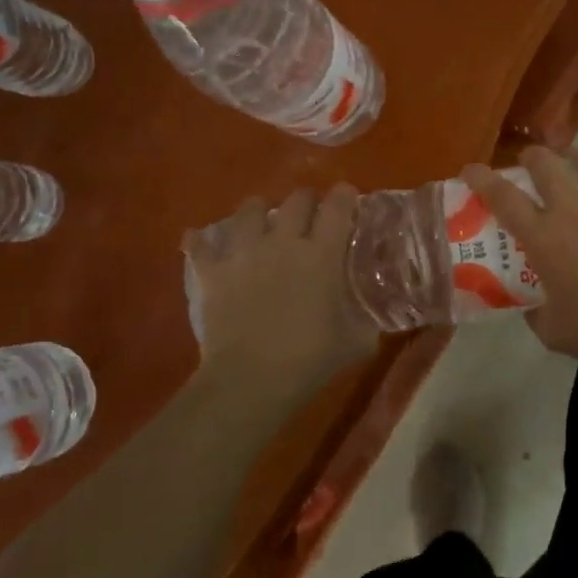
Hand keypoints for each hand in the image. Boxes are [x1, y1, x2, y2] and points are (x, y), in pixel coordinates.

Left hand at [185, 183, 377, 396]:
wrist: (250, 381)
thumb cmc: (309, 360)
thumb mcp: (357, 340)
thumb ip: (368, 317)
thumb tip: (376, 311)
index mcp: (322, 253)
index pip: (338, 206)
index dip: (345, 196)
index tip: (348, 199)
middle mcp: (283, 241)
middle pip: (297, 199)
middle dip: (307, 202)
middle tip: (311, 216)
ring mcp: (244, 253)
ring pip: (250, 209)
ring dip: (259, 212)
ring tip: (262, 223)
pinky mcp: (213, 271)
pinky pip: (201, 245)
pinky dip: (202, 241)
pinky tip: (201, 240)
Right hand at [461, 146, 577, 366]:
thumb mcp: (551, 329)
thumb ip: (535, 311)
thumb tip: (531, 307)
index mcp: (542, 236)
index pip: (502, 196)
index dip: (482, 178)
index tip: (471, 170)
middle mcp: (572, 210)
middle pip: (546, 163)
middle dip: (532, 156)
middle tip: (529, 162)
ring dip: (577, 157)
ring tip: (575, 162)